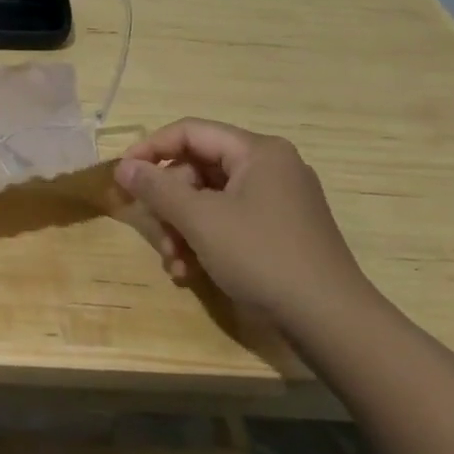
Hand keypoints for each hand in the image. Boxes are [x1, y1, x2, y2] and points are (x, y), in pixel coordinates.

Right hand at [114, 119, 376, 338]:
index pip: (190, 132)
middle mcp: (270, 167)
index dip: (151, 149)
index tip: (122, 176)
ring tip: (173, 262)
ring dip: (183, 228)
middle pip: (199, 169)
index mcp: (257, 151)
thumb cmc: (262, 257)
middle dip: (169, 204)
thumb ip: (157, 188)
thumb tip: (123, 166)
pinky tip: (190, 272)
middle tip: (155, 232)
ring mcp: (278, 201)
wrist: (331, 321)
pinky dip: (205, 242)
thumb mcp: (201, 220)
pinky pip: (230, 222)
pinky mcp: (281, 231)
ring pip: (211, 200)